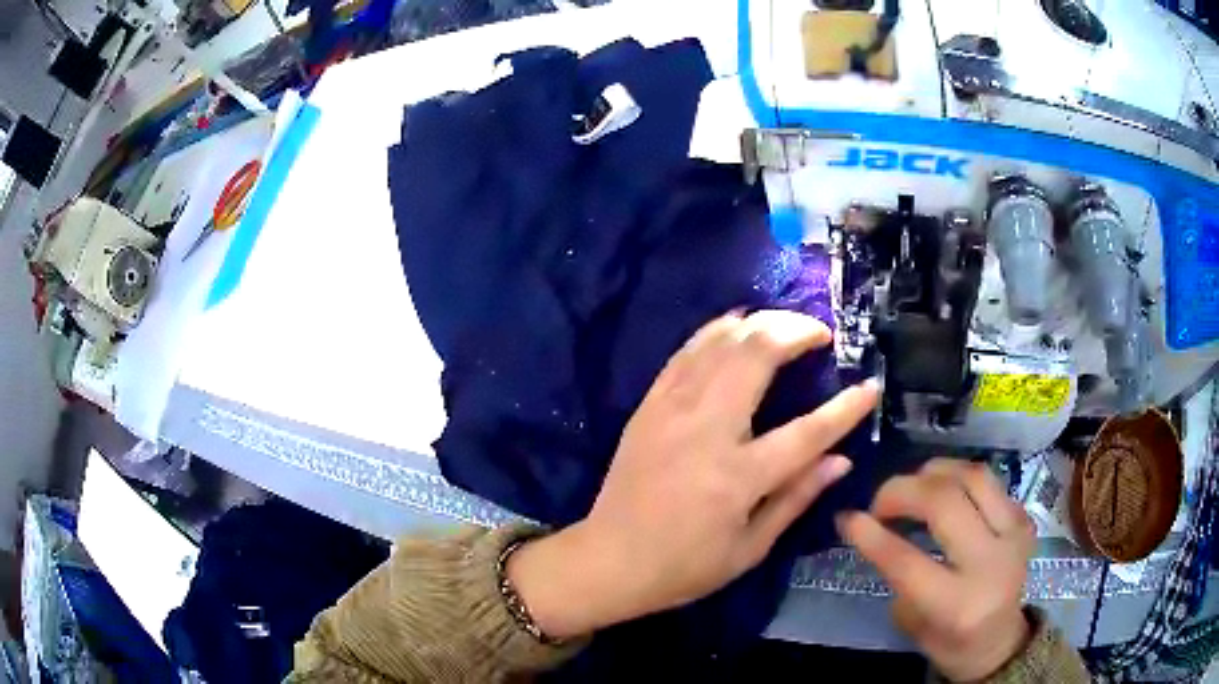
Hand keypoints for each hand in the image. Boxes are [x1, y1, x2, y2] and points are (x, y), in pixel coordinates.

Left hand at [508, 310, 879, 638]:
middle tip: (820, 333)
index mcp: (738, 477)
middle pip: (756, 356)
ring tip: (785, 324)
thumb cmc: (684, 566)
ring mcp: (672, 411)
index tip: (870, 386)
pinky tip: (735, 324)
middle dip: (795, 331)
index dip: (845, 409)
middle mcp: (706, 431)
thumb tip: (841, 460)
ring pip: (720, 343)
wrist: (607, 560)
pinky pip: (686, 353)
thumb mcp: (749, 549)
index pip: (807, 432)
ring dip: (758, 322)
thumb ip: (796, 498)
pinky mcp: (649, 406)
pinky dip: (715, 331)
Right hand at [839, 459, 1035, 681]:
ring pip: (971, 477)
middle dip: (901, 491)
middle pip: (945, 503)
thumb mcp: (912, 623)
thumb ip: (897, 575)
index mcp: (958, 604)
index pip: (908, 562)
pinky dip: (957, 477)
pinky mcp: (1024, 517)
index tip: (847, 516)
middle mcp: (991, 563)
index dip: (871, 535)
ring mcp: (1014, 534)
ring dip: (933, 473)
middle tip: (879, 501)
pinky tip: (942, 490)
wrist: (1001, 640)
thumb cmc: (950, 642)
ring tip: (911, 486)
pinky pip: (986, 480)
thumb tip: (872, 528)